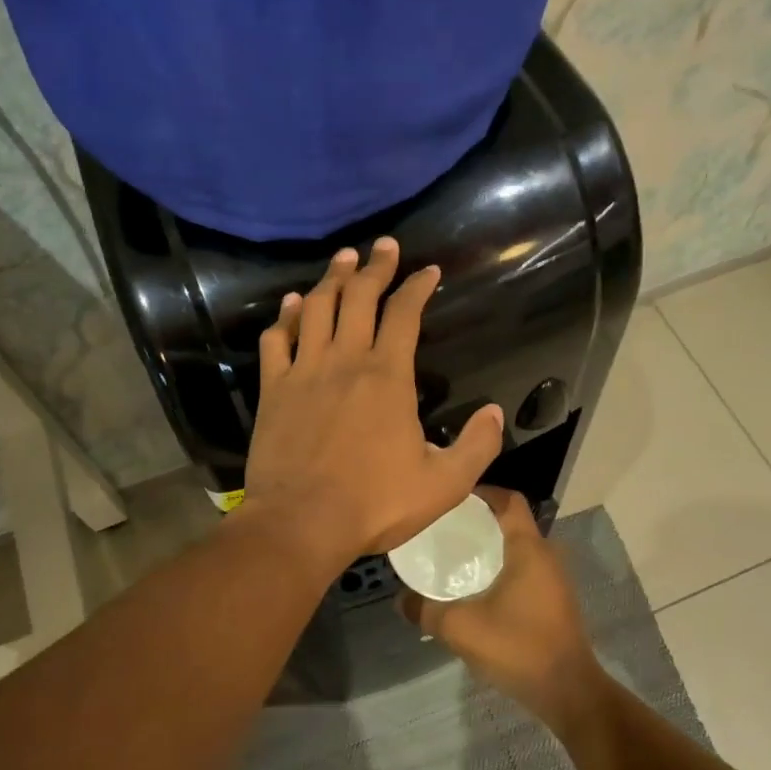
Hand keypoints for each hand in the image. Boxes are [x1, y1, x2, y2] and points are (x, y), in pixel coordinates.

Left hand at [242, 238, 504, 568]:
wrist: (301, 523)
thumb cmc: (375, 504)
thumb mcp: (445, 484)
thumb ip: (477, 446)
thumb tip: (496, 413)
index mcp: (388, 376)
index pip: (405, 314)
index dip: (417, 286)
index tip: (428, 271)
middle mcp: (345, 360)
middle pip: (359, 297)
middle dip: (375, 266)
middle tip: (383, 245)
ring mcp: (304, 371)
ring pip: (317, 308)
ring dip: (332, 278)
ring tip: (343, 258)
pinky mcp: (274, 389)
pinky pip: (277, 340)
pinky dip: (286, 316)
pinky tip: (293, 304)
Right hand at [398, 487, 604, 735]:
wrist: (569, 692)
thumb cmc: (517, 647)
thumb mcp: (461, 628)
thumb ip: (426, 610)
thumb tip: (400, 600)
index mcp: (528, 548)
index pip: (508, 500)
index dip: (482, 492)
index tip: (453, 499)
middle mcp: (546, 555)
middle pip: (512, 522)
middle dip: (480, 521)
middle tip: (446, 529)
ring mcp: (555, 579)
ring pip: (519, 548)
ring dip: (492, 546)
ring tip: (458, 556)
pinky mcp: (556, 600)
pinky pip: (526, 569)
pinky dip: (503, 567)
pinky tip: (479, 587)